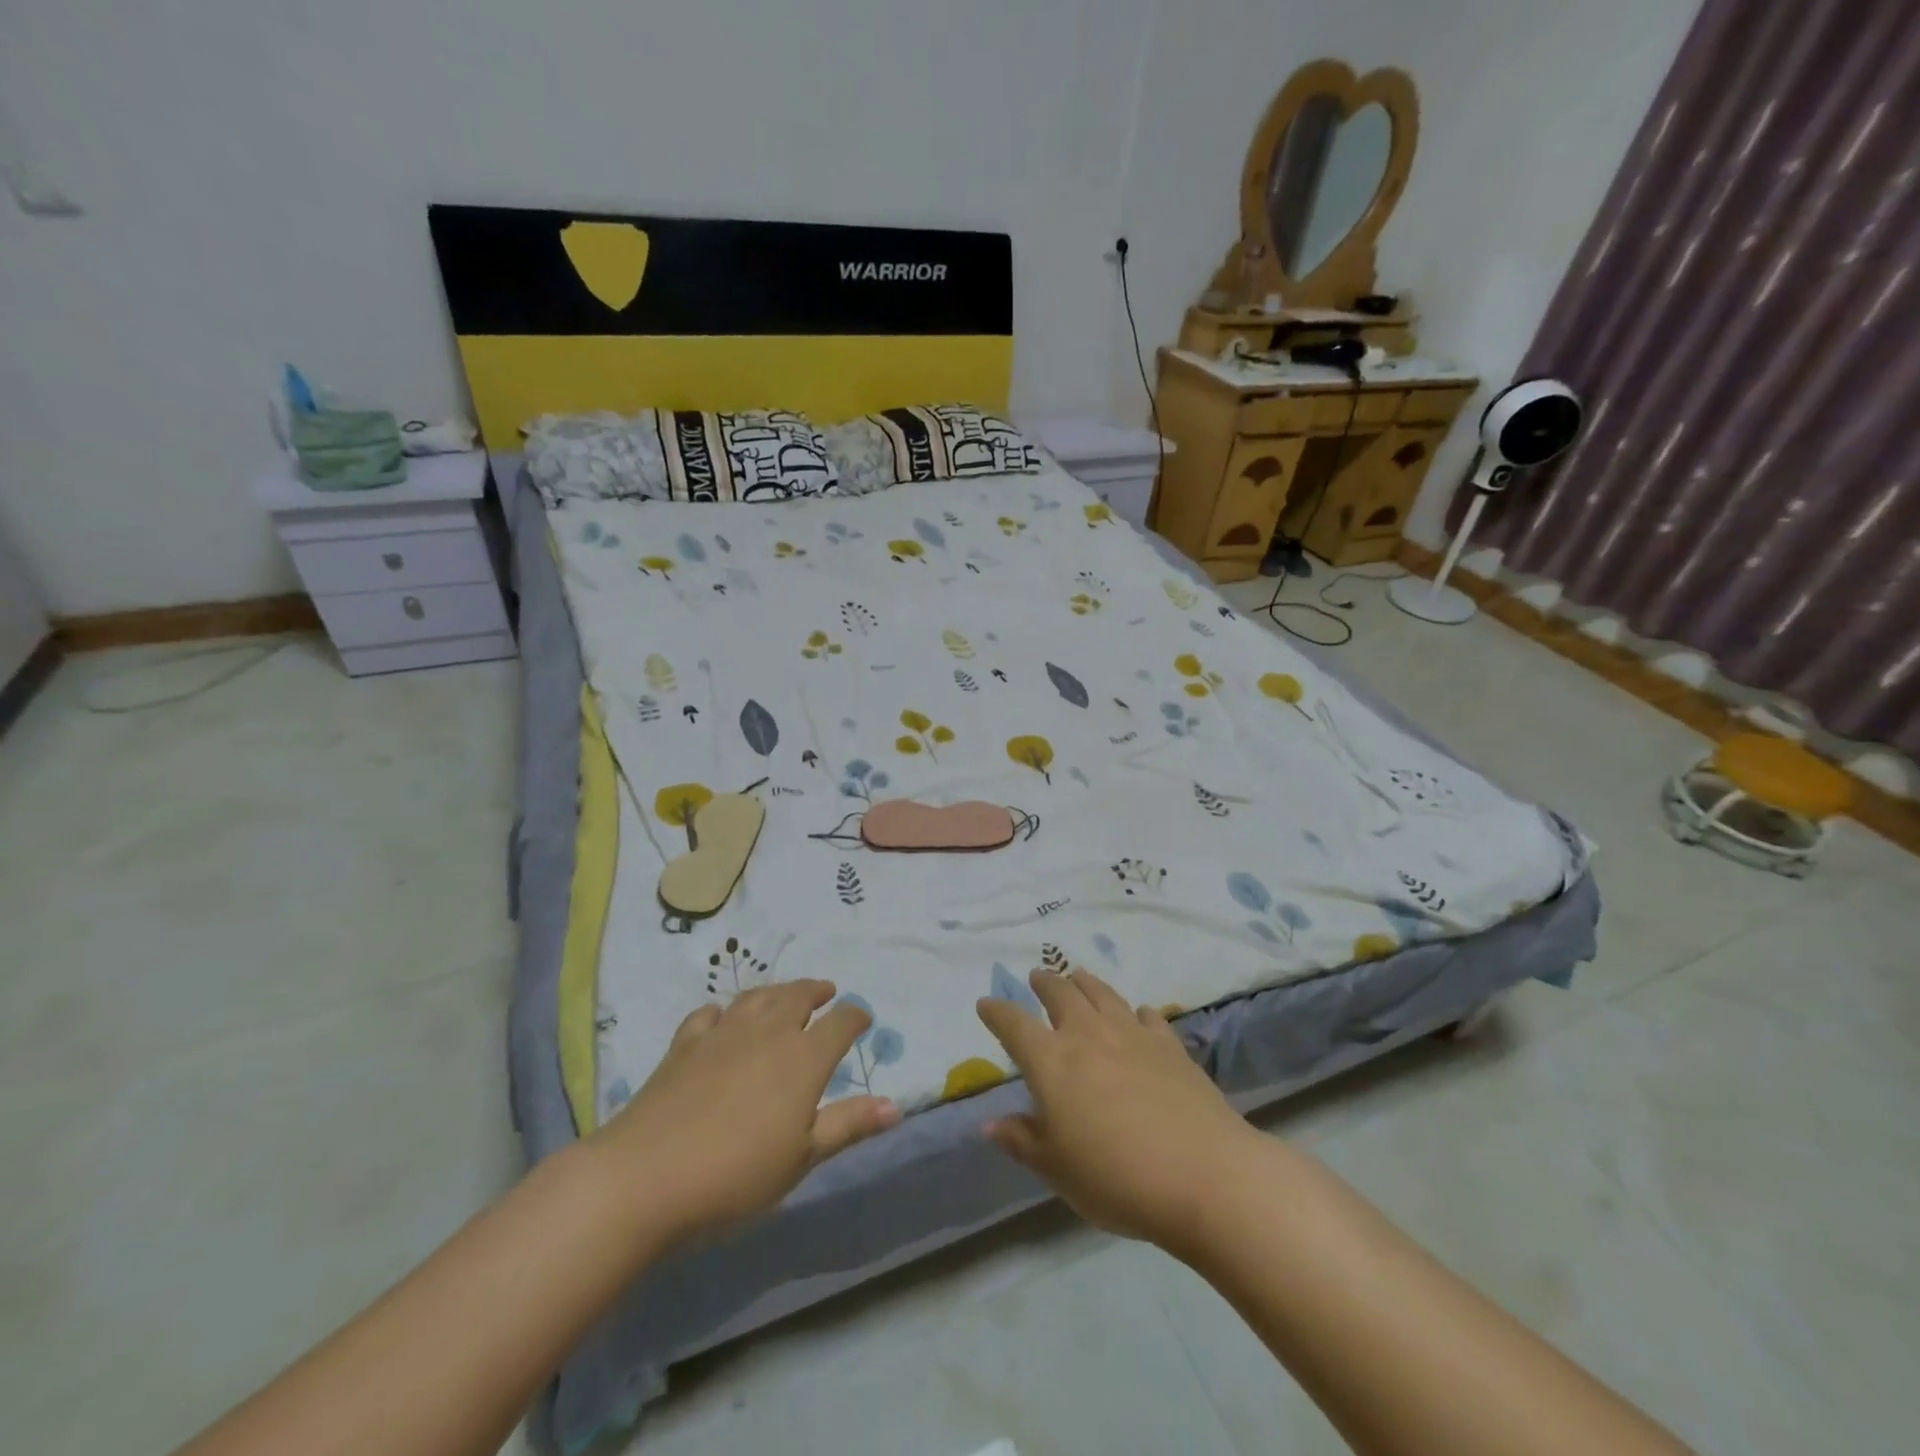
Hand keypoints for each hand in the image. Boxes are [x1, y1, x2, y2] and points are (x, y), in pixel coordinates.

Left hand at [588, 980, 899, 1245]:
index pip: (840, 1023)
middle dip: (816, 991)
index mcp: (803, 1058)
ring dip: (777, 991)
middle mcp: (767, 1033)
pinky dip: (724, 1010)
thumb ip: (848, 1125)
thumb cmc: (736, 1175)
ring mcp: (722, 1033)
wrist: (645, 1178)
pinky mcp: (684, 1044)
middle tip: (827, 991)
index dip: (855, 1017)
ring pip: (757, 997)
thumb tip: (896, 1107)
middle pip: (797, 997)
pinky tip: (722, 1017)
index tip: (863, 1018)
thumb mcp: (802, 1158)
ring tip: (785, 993)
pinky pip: (709, 1013)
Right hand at [977, 968, 1255, 1252]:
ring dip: (1085, 982)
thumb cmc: (1116, 1178)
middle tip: (1037, 977)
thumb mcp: (1057, 1170)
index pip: (1014, 1025)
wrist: (1204, 1173)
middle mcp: (1088, 1035)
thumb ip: (1022, 1141)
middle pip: (1061, 994)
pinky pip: (1146, 1016)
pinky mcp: (1170, 1045)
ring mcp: (1132, 1034)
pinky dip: (1135, 1011)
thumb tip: (989, 1123)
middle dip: (1045, 982)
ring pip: (1102, 994)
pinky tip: (1137, 1015)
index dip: (997, 1012)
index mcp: (1052, 1061)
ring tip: (1078, 976)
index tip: (985, 1003)